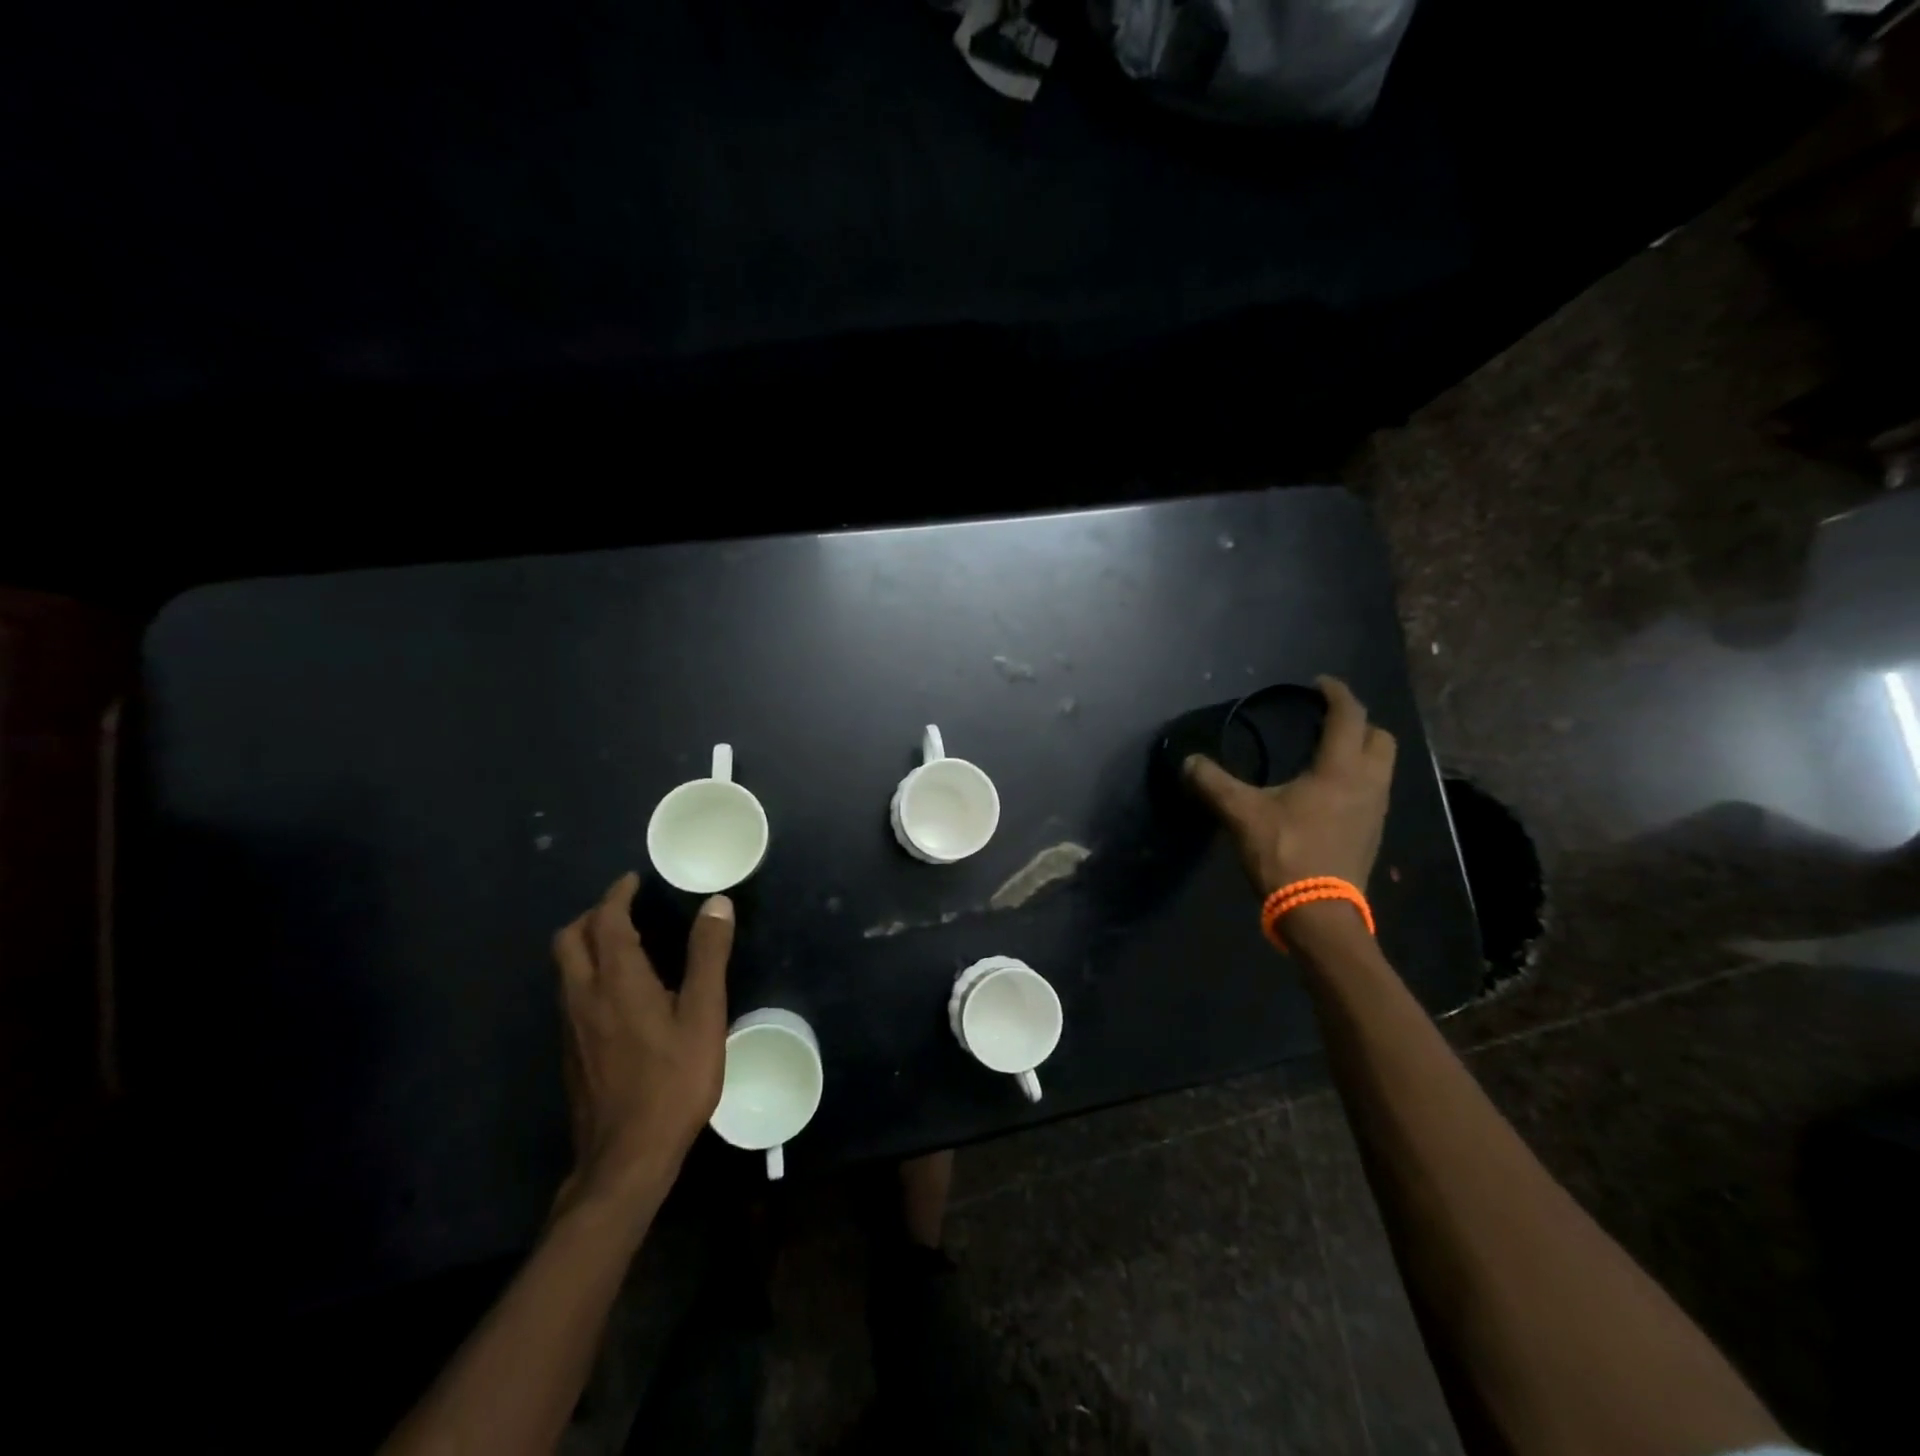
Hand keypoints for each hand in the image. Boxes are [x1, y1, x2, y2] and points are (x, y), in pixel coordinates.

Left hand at [551, 873, 734, 1210]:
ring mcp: (571, 1027)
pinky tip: (617, 994)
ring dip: (586, 944)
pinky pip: (570, 994)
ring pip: (565, 968)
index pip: (605, 921)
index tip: (632, 881)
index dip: (616, 895)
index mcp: (616, 980)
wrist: (626, 1157)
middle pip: (569, 940)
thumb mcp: (703, 1015)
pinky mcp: (571, 1052)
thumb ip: (708, 956)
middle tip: (624, 908)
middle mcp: (584, 996)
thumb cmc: (673, 1081)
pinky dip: (587, 973)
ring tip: (622, 943)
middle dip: (592, 915)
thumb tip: (716, 904)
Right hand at [1183, 675, 1396, 895]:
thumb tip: (1188, 761)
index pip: (1349, 716)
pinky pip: (1374, 789)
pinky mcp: (1372, 832)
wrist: (1319, 913)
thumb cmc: (1286, 853)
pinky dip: (1358, 777)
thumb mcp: (1241, 814)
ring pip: (1381, 765)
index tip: (1319, 684)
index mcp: (1340, 769)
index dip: (1336, 694)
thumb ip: (1213, 783)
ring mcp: (1376, 810)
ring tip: (1327, 753)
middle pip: (1380, 737)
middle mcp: (1368, 782)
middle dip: (1358, 722)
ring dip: (1361, 751)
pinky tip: (1328, 791)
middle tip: (1327, 721)